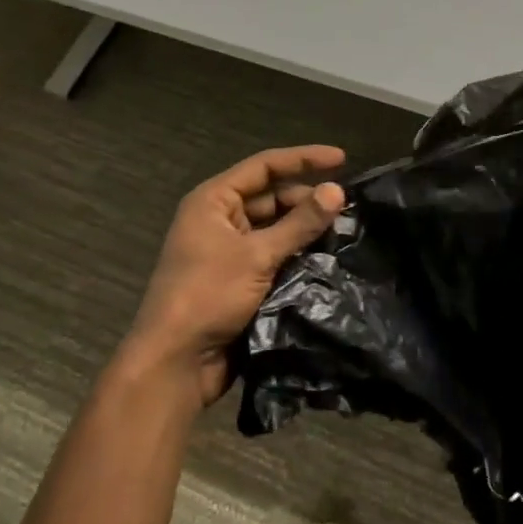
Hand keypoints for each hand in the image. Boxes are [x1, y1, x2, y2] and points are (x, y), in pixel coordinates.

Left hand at [125, 146, 345, 408]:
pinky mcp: (238, 280)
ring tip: (344, 232)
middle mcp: (220, 219)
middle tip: (347, 209)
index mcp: (213, 200)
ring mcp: (228, 251)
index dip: (304, 159)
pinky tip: (326, 259)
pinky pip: (273, 256)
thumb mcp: (257, 255)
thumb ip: (299, 223)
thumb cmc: (208, 295)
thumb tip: (338, 191)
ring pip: (275, 229)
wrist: (175, 364)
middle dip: (307, 200)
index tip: (342, 158)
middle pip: (271, 197)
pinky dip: (296, 255)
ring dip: (304, 230)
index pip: (265, 167)